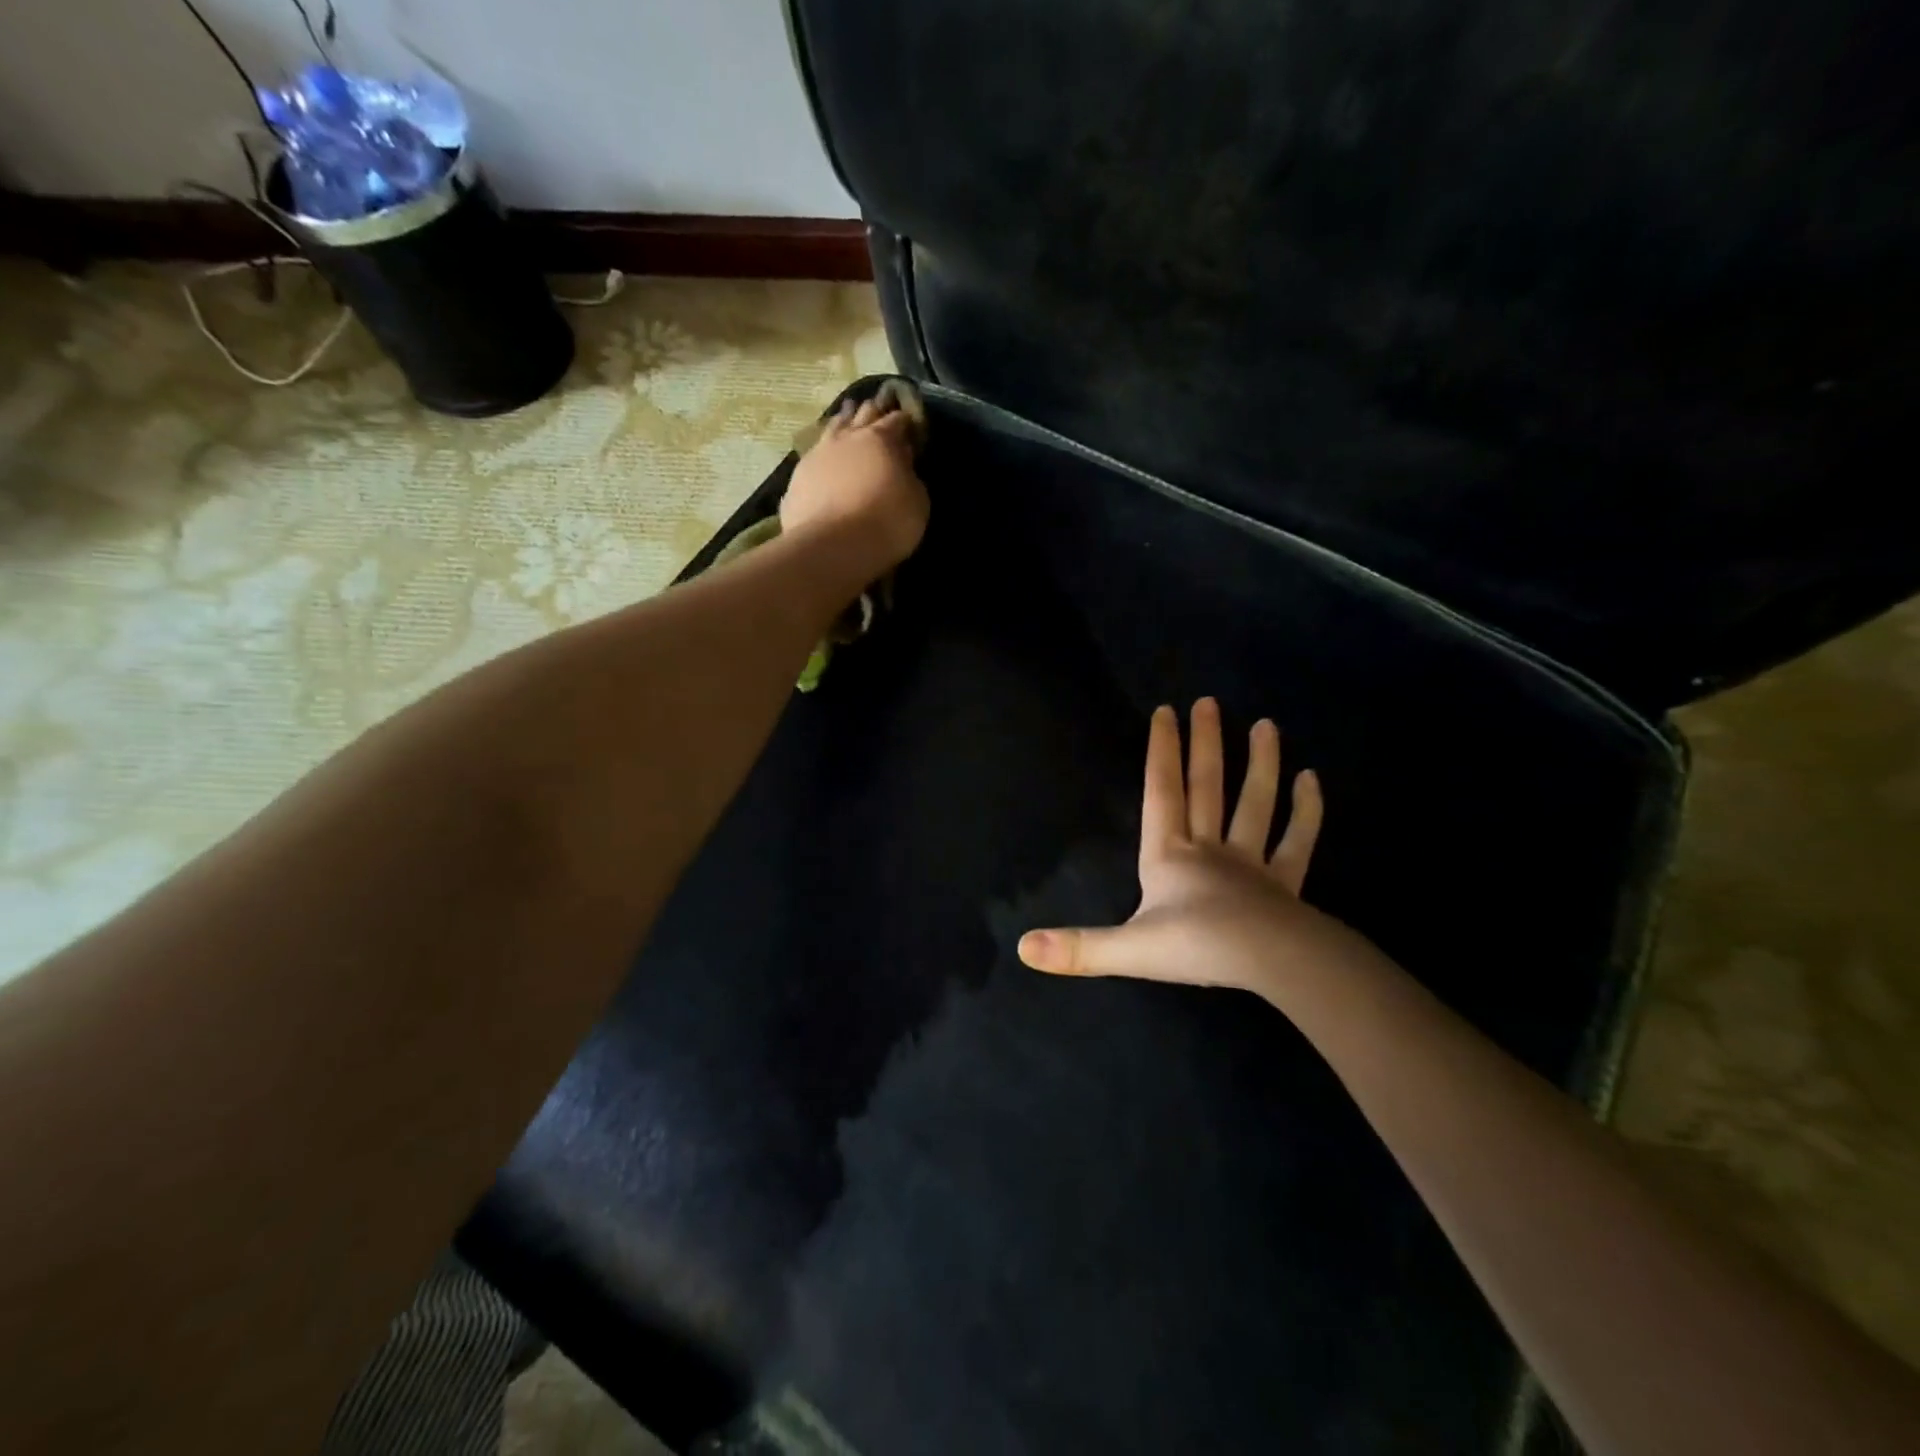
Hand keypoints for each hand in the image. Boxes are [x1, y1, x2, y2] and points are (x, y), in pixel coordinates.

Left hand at [781, 394, 929, 570]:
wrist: (832, 546)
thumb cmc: (886, 523)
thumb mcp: (917, 502)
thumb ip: (910, 479)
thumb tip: (903, 467)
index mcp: (881, 439)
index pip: (896, 420)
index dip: (905, 420)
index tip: (910, 421)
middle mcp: (847, 438)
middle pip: (862, 415)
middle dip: (873, 410)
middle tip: (878, 404)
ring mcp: (818, 455)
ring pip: (833, 428)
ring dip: (843, 420)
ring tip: (847, 414)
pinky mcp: (797, 478)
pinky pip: (814, 456)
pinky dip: (823, 452)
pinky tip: (823, 456)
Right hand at [1019, 698, 1350, 1000]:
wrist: (1270, 963)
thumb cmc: (1196, 947)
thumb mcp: (1128, 949)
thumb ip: (1079, 948)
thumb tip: (1024, 948)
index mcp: (1169, 856)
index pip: (1162, 792)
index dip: (1162, 751)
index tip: (1166, 711)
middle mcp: (1208, 849)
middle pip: (1206, 787)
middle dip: (1205, 744)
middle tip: (1208, 702)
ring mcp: (1251, 863)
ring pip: (1255, 804)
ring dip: (1261, 765)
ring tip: (1267, 725)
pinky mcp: (1285, 883)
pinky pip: (1297, 841)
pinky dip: (1306, 811)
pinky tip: (1312, 780)